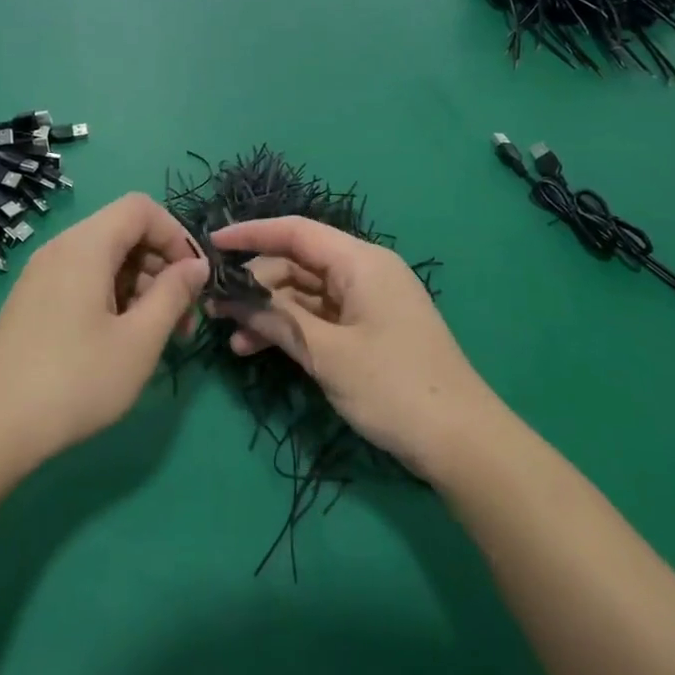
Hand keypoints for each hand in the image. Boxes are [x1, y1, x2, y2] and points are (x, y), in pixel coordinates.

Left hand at [0, 193, 207, 470]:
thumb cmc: (75, 380)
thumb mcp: (139, 340)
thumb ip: (173, 295)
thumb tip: (197, 266)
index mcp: (86, 245)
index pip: (141, 208)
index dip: (176, 235)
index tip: (194, 280)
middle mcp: (61, 249)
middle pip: (124, 232)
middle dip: (162, 266)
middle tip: (183, 319)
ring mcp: (42, 275)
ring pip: (106, 259)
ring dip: (141, 286)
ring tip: (159, 338)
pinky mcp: (33, 302)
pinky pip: (84, 280)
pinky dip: (113, 297)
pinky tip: (122, 341)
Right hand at [210, 216, 499, 480]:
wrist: (462, 443)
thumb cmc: (393, 386)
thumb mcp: (327, 353)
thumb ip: (276, 319)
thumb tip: (230, 296)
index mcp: (361, 262)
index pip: (296, 231)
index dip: (251, 234)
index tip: (211, 244)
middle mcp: (364, 273)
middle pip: (297, 264)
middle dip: (256, 285)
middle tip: (214, 309)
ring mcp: (368, 303)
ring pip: (305, 294)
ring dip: (270, 312)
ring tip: (231, 340)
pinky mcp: (368, 331)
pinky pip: (320, 317)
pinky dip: (291, 329)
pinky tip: (258, 349)